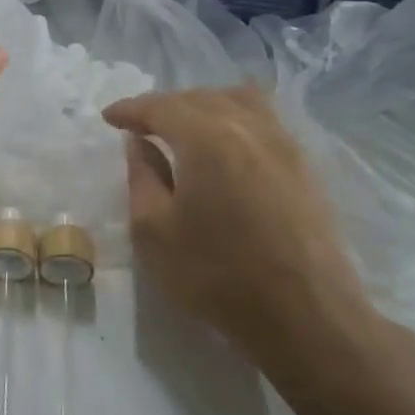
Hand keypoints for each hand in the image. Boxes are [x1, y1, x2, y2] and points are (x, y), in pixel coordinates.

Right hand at [103, 86, 386, 382]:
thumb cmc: (216, 275)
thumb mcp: (154, 231)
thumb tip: (140, 144)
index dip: (131, 109)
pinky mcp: (304, 167)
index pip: (161, 107)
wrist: (305, 316)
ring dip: (203, 105)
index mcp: (207, 138)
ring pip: (239, 101)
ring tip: (183, 128)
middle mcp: (249, 128)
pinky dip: (235, 118)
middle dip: (165, 106)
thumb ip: (142, 177)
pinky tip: (223, 144)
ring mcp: (284, 145)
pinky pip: (264, 121)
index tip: (108, 118)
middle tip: (139, 125)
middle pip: (200, 98)